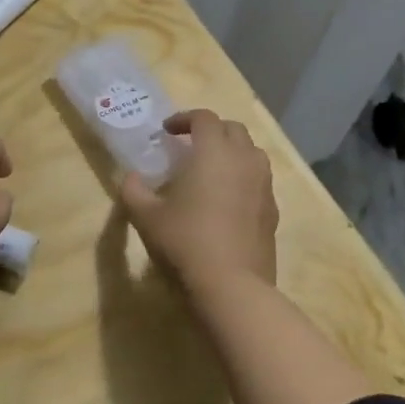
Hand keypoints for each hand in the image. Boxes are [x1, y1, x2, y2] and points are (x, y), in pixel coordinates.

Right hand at [121, 110, 276, 292]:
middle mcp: (244, 160)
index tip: (167, 131)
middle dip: (211, 131)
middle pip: (233, 129)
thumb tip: (131, 178)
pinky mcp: (273, 211)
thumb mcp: (146, 216)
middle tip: (190, 146)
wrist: (232, 285)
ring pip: (252, 153)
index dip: (184, 118)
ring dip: (232, 152)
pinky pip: (259, 181)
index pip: (203, 118)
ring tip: (211, 170)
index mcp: (213, 151)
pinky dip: (243, 179)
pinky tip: (226, 201)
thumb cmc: (185, 240)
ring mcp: (263, 185)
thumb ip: (133, 190)